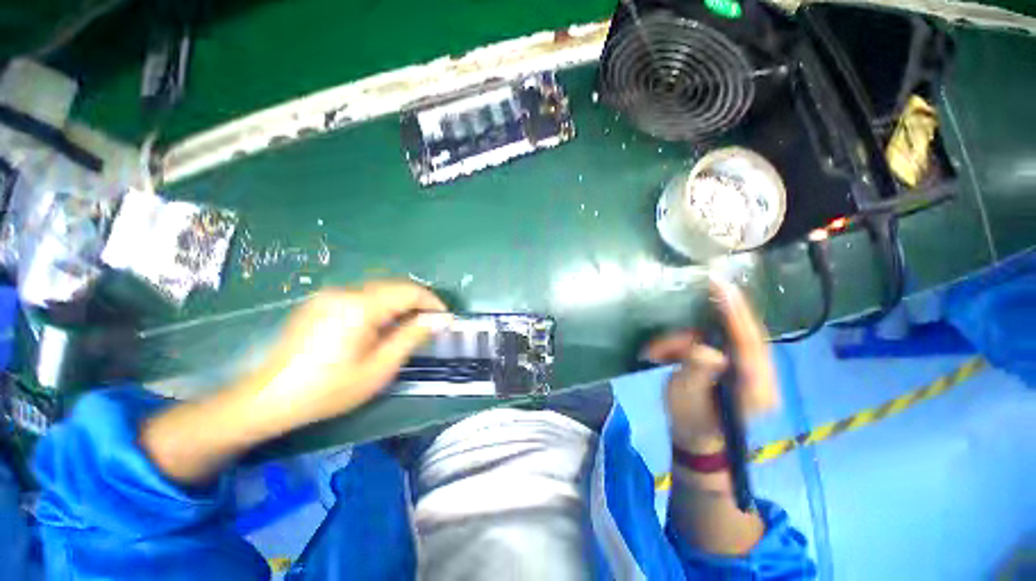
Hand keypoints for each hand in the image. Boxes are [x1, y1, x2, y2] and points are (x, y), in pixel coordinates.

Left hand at [242, 280, 447, 433]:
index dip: (432, 302)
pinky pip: (362, 297)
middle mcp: (345, 292)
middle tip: (429, 326)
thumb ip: (411, 337)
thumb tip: (438, 320)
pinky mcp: (321, 302)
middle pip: (395, 287)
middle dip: (417, 303)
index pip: (409, 291)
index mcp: (360, 306)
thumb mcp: (379, 368)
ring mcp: (330, 295)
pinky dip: (381, 307)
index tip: (444, 319)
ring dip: (400, 305)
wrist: (269, 398)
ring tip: (408, 328)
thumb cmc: (328, 389)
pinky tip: (380, 328)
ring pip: (379, 291)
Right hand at [644, 280, 777, 454]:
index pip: (749, 343)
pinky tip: (663, 355)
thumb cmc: (691, 421)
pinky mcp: (732, 364)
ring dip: (682, 341)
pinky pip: (709, 342)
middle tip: (697, 298)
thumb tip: (706, 348)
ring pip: (717, 337)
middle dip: (709, 321)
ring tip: (657, 353)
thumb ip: (698, 372)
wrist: (695, 437)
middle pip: (739, 334)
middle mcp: (759, 375)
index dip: (736, 313)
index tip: (722, 286)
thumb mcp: (688, 397)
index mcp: (755, 387)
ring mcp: (746, 368)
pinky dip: (682, 344)